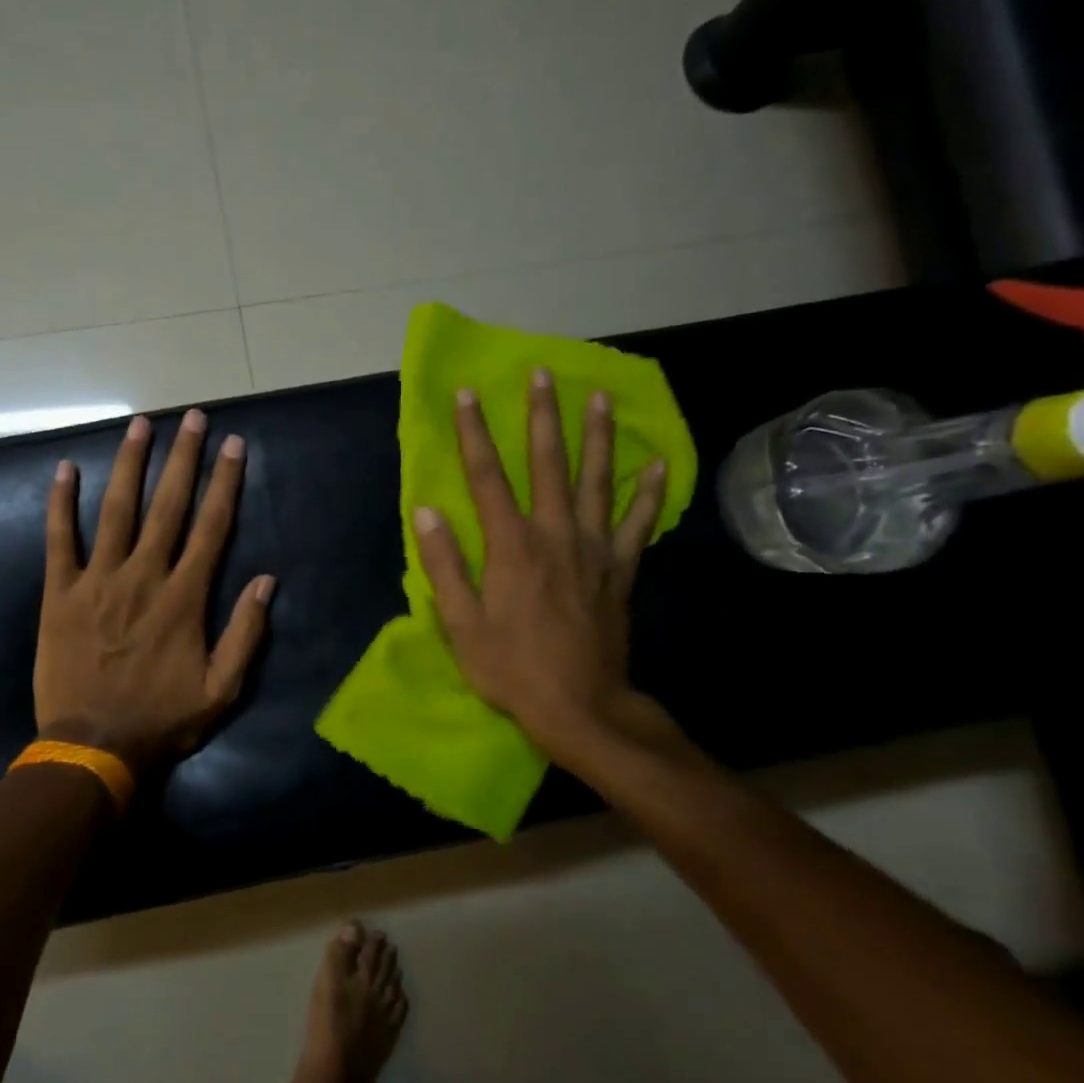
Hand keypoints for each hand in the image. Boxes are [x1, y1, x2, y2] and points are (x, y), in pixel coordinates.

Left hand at [35, 410, 275, 778]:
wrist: (92, 747)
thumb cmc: (162, 720)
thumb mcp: (222, 689)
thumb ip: (246, 633)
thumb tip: (267, 581)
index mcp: (184, 597)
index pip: (212, 527)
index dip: (225, 482)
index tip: (233, 445)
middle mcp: (143, 576)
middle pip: (168, 505)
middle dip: (183, 458)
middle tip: (193, 418)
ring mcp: (98, 581)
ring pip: (116, 510)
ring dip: (130, 464)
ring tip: (140, 424)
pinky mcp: (60, 593)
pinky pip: (59, 540)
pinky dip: (61, 503)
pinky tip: (65, 469)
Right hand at [413, 371, 668, 763]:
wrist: (581, 707)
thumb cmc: (512, 668)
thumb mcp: (461, 624)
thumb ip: (444, 564)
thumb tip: (426, 511)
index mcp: (511, 546)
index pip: (487, 476)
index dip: (474, 433)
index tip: (467, 395)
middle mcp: (555, 534)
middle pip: (549, 463)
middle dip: (543, 416)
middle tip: (544, 374)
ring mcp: (595, 550)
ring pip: (597, 481)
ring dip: (598, 437)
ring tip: (601, 398)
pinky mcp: (621, 570)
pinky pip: (638, 523)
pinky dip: (648, 493)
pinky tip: (657, 464)